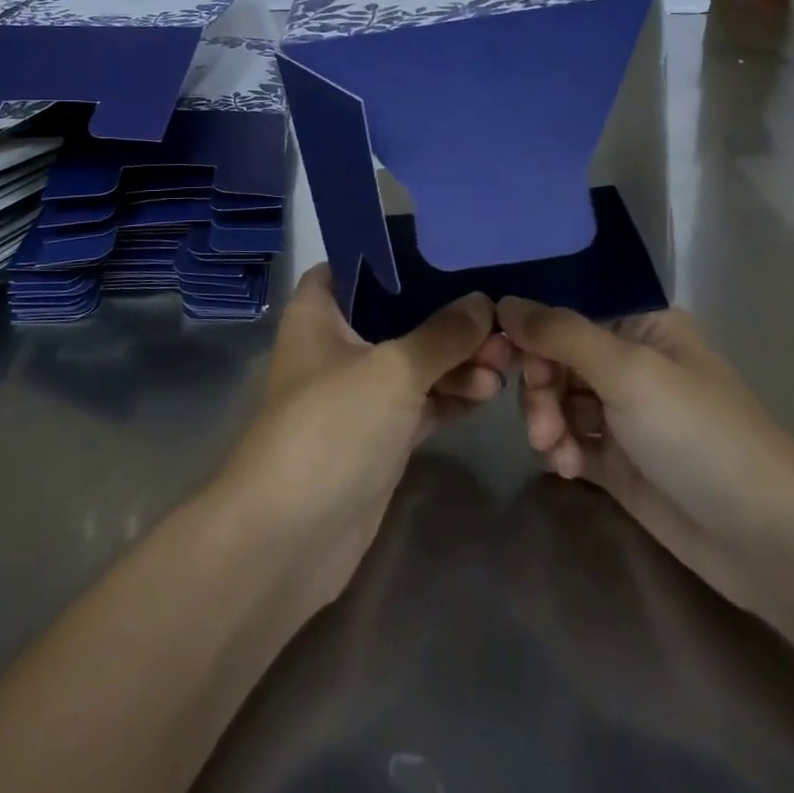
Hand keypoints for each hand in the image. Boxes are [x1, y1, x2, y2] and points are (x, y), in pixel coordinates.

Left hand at [218, 266, 506, 611]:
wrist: (290, 538)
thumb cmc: (331, 427)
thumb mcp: (392, 369)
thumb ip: (442, 334)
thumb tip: (484, 303)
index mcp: (318, 314)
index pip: (351, 266)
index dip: (392, 258)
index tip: (443, 254)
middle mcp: (336, 347)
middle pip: (396, 316)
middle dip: (446, 318)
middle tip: (498, 324)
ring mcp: (358, 395)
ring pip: (414, 363)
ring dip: (456, 361)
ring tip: (503, 364)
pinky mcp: (378, 437)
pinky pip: (421, 404)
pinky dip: (451, 396)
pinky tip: (489, 392)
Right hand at [498, 300, 793, 618]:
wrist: (767, 541)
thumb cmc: (699, 435)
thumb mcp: (628, 371)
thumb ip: (560, 334)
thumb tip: (501, 302)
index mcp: (641, 325)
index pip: (567, 312)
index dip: (531, 331)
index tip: (500, 355)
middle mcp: (630, 362)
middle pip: (555, 357)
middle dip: (540, 387)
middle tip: (542, 422)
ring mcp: (624, 414)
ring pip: (557, 400)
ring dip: (546, 421)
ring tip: (555, 451)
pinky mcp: (619, 462)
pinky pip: (569, 440)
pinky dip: (561, 450)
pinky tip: (569, 469)